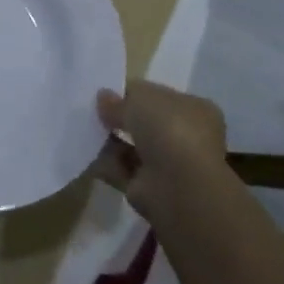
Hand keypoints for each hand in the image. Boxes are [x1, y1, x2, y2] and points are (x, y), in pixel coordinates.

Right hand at [93, 81, 227, 221]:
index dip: (134, 94)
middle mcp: (186, 138)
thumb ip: (120, 99)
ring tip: (88, 132)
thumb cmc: (170, 130)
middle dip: (120, 119)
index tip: (107, 94)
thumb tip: (104, 98)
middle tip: (94, 112)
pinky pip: (122, 170)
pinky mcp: (150, 190)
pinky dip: (106, 164)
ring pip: (133, 148)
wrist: (180, 189)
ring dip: (110, 141)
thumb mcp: (141, 99)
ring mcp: (169, 166)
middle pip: (145, 124)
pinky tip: (90, 155)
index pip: (160, 98)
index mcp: (195, 110)